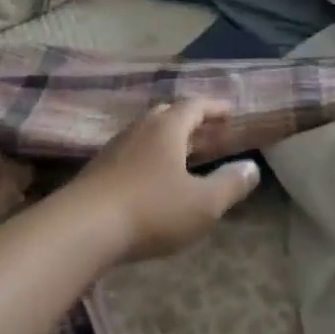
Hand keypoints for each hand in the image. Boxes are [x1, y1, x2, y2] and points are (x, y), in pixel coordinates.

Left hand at [66, 100, 261, 262]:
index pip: (194, 106)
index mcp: (167, 127)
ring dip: (166, 139)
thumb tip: (251, 167)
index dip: (214, 107)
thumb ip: (230, 184)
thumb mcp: (203, 204)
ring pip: (145, 133)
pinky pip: (131, 153)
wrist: (82, 228)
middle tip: (206, 132)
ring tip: (181, 155)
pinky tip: (150, 179)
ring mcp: (115, 147)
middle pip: (167, 114)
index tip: (229, 112)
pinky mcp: (98, 169)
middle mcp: (140, 129)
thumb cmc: (151, 210)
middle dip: (188, 120)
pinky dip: (148, 157)